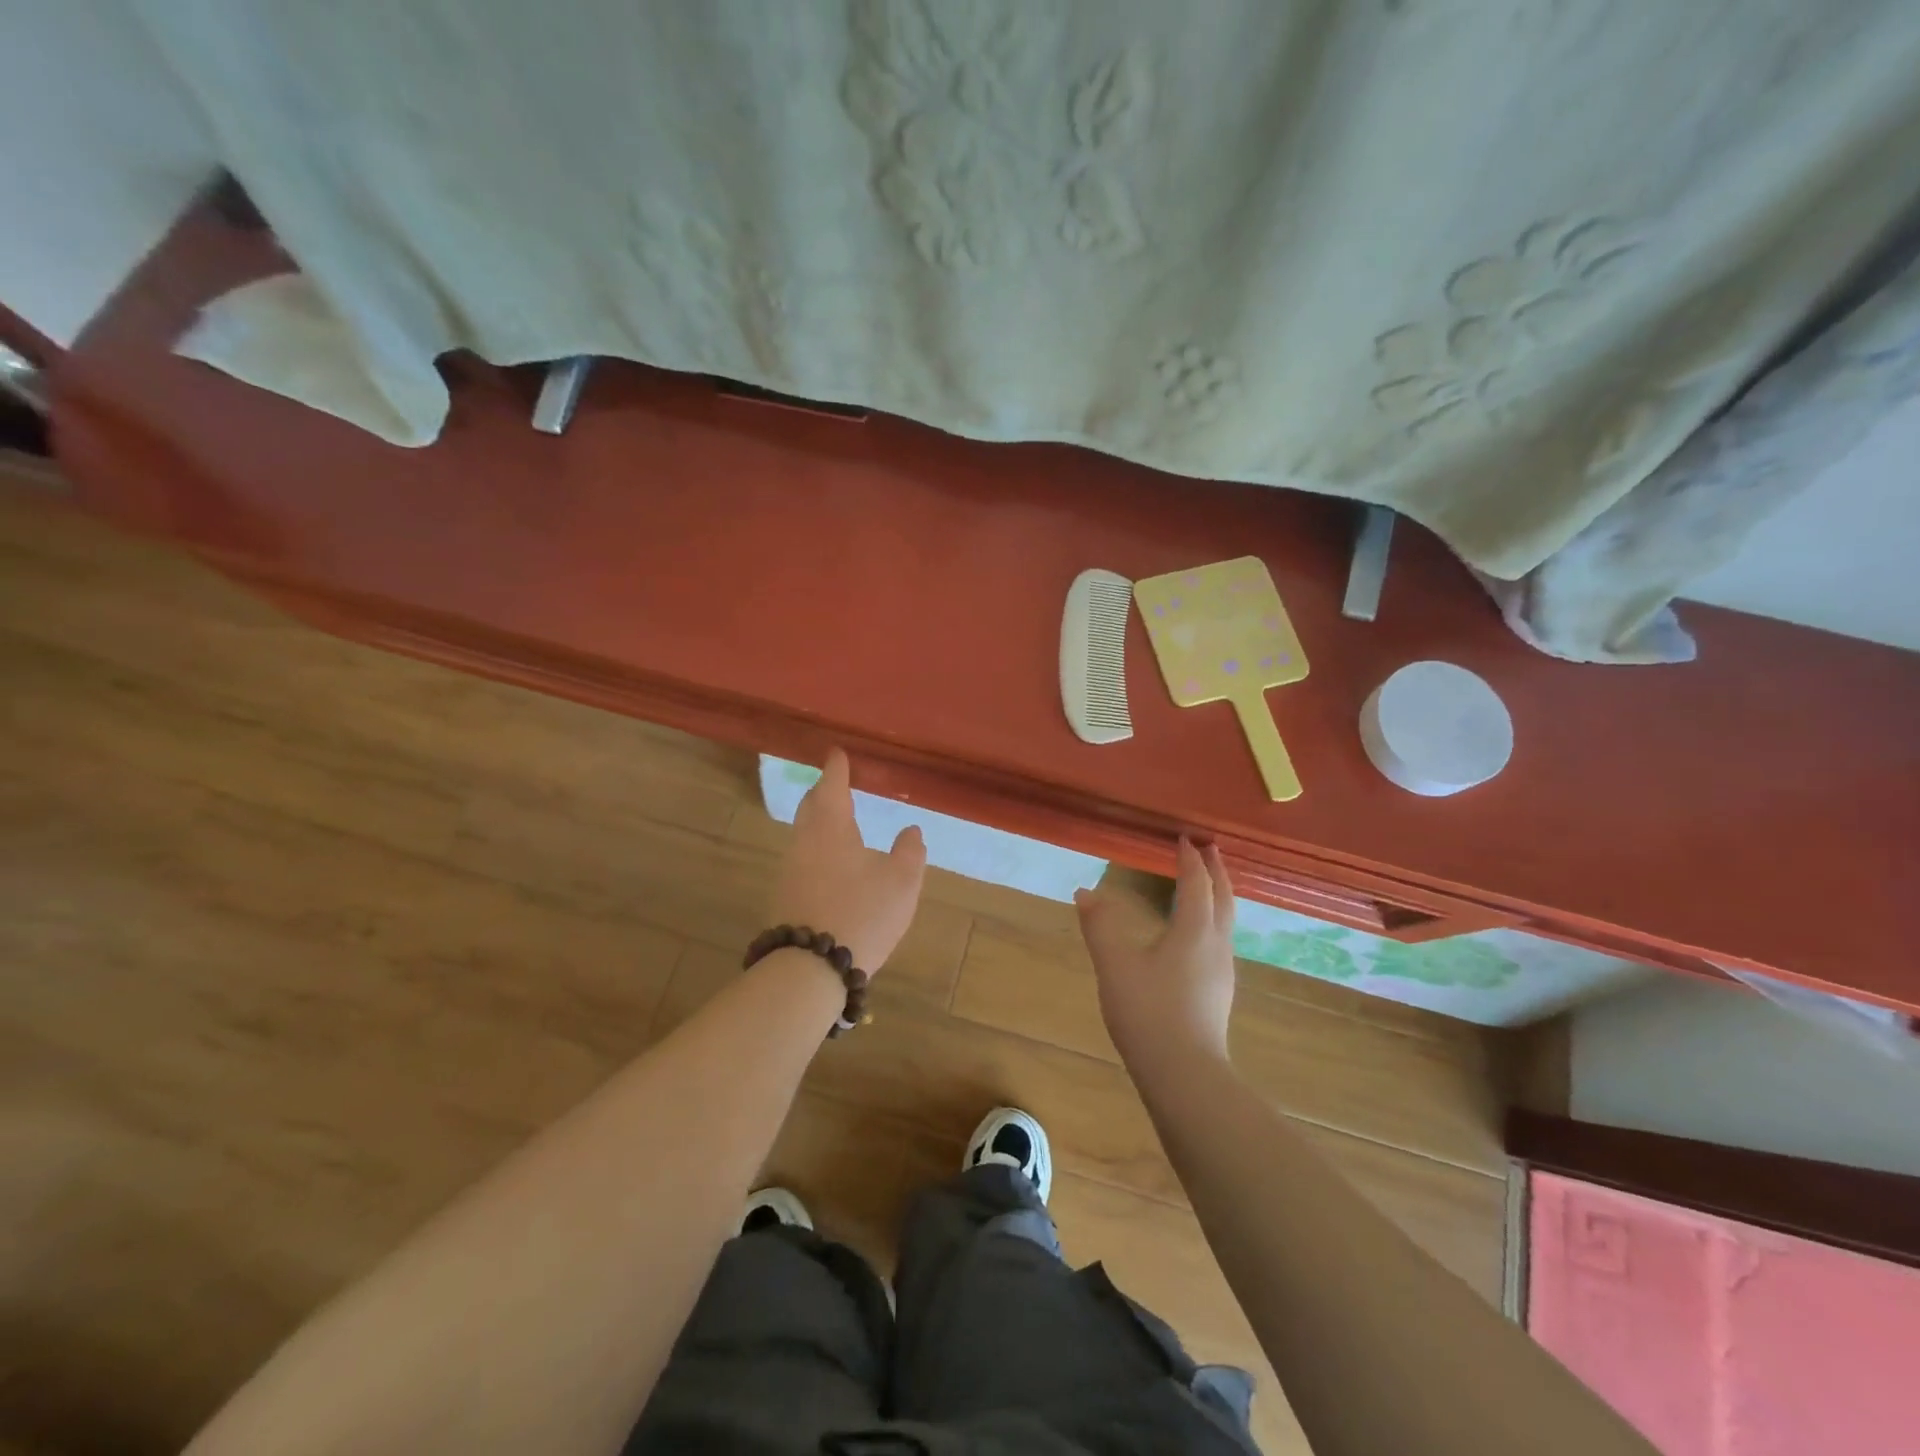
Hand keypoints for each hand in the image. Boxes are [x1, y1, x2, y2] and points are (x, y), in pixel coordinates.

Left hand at [769, 749, 926, 974]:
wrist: (810, 967)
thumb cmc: (861, 912)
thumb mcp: (901, 881)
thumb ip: (910, 851)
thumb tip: (912, 830)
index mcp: (831, 826)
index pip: (832, 784)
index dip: (837, 767)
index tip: (837, 753)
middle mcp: (804, 840)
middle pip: (811, 806)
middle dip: (823, 792)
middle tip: (836, 783)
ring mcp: (790, 869)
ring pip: (804, 833)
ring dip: (819, 822)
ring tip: (838, 821)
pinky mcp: (786, 896)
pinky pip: (803, 859)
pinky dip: (817, 849)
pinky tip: (831, 863)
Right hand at [1075, 839, 1237, 1068]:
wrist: (1184, 1075)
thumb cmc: (1148, 1011)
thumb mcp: (1115, 964)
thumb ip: (1100, 925)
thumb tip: (1085, 892)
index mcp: (1195, 931)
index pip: (1197, 884)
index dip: (1191, 859)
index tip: (1186, 838)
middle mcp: (1216, 945)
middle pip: (1224, 898)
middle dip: (1217, 871)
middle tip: (1210, 850)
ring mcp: (1222, 972)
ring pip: (1226, 921)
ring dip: (1218, 896)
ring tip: (1206, 886)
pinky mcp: (1218, 994)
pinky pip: (1219, 941)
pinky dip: (1212, 921)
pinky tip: (1196, 937)